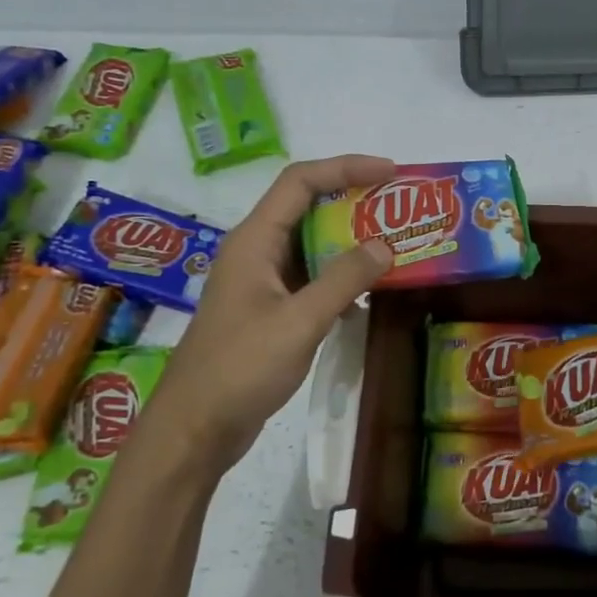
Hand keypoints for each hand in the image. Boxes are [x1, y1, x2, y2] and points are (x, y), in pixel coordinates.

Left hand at [149, 155, 394, 480]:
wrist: (195, 430)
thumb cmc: (240, 369)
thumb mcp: (299, 322)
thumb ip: (343, 280)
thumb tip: (385, 246)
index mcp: (254, 241)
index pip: (300, 182)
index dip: (346, 167)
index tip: (391, 172)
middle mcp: (256, 253)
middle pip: (307, 208)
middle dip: (354, 202)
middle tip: (401, 209)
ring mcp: (261, 284)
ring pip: (311, 246)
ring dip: (350, 242)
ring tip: (395, 246)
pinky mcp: (269, 312)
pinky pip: (310, 279)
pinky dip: (340, 278)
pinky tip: (367, 294)